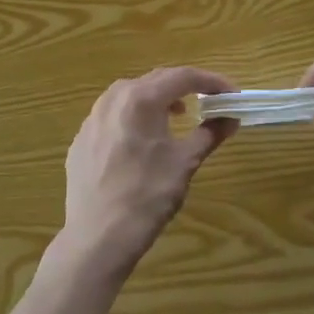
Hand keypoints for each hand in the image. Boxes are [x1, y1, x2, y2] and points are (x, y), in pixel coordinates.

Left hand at [63, 67, 237, 274]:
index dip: (212, 81)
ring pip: (130, 95)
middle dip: (185, 87)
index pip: (183, 76)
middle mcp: (112, 99)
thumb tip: (230, 119)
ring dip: (158, 99)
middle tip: (210, 102)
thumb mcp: (185, 162)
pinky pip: (112, 117)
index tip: (233, 94)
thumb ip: (209, 133)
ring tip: (177, 117)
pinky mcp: (81, 140)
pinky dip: (134, 118)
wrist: (99, 236)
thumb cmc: (148, 196)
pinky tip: (142, 142)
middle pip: (155, 81)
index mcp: (140, 99)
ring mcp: (91, 119)